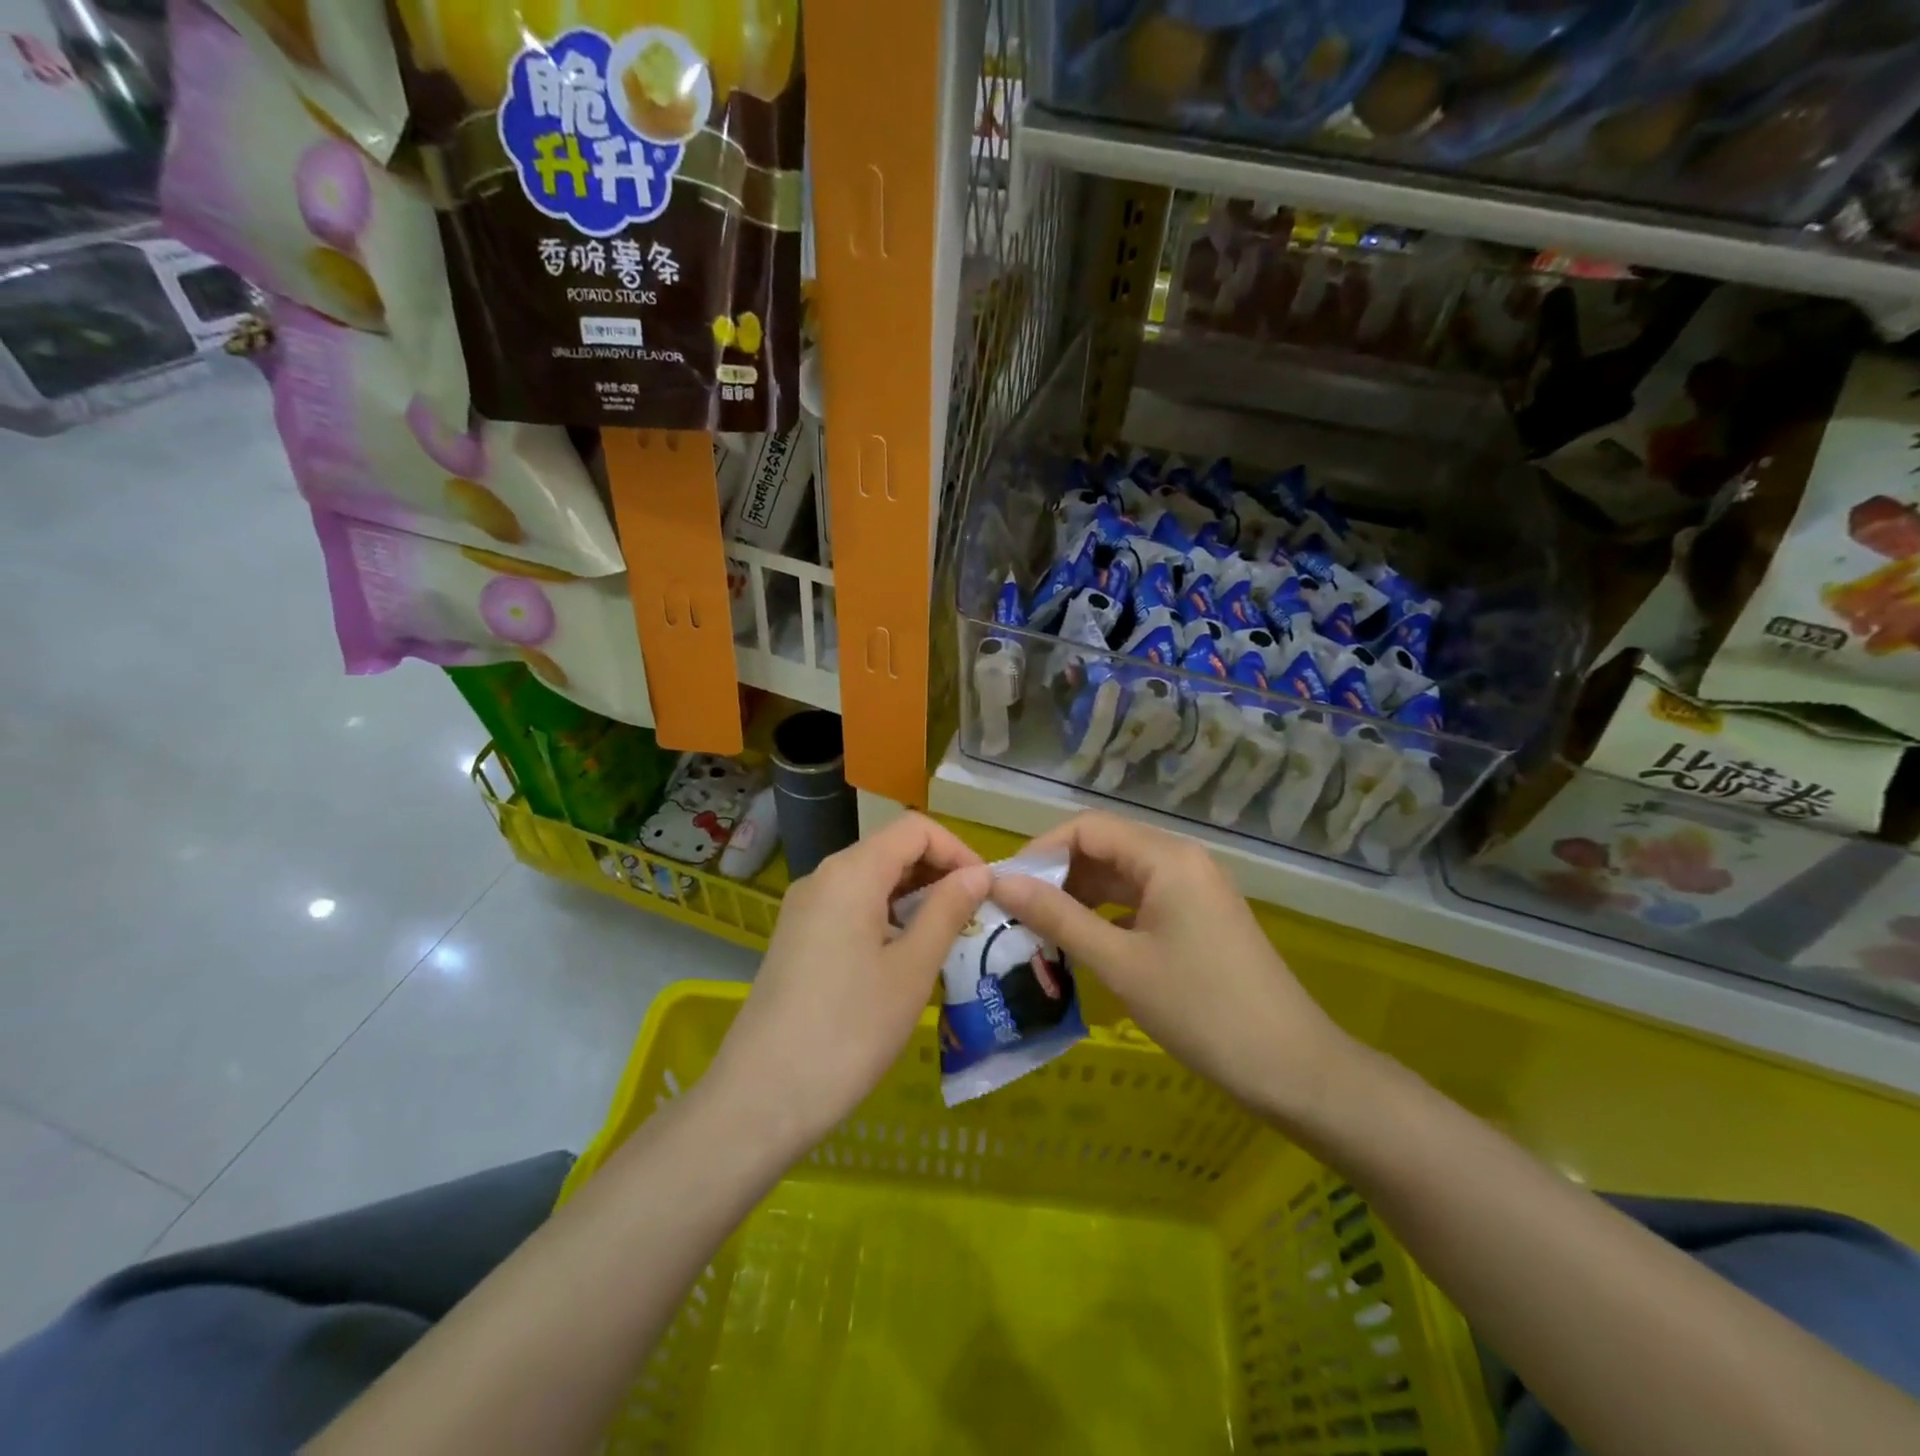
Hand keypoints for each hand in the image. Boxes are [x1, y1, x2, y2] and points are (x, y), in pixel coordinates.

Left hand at [704, 812, 988, 1147]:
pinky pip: (851, 908)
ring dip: (914, 898)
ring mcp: (805, 909)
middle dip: (937, 872)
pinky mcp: (797, 938)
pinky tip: (904, 958)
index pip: (914, 828)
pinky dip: (886, 917)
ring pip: (871, 881)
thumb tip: (978, 873)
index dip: (957, 849)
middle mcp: (823, 877)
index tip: (985, 890)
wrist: (761, 1099)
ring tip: (947, 940)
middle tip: (973, 917)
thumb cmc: (849, 1031)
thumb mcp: (912, 969)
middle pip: (890, 850)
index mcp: (851, 873)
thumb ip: (947, 910)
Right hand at [991, 812, 1349, 1122]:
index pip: (1088, 828)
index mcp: (1167, 857)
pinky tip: (1083, 944)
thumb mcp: (1119, 963)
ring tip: (1040, 931)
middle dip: (1058, 875)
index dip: (1041, 850)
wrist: (1293, 1068)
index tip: (1005, 887)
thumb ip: (1057, 917)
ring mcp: (1195, 889)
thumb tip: (1000, 883)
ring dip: (1080, 897)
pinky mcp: (1200, 918)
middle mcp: (1182, 860)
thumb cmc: (1201, 1010)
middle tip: (1016, 914)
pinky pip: (1142, 901)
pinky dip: (1108, 916)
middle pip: (1105, 848)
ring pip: (1122, 877)